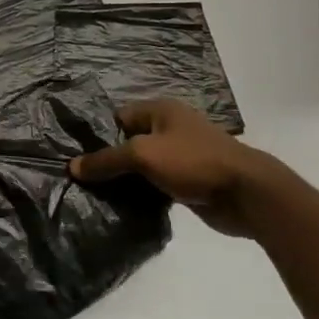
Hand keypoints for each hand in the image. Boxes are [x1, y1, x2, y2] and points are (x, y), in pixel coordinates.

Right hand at [68, 100, 295, 237]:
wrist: (246, 193)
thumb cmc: (193, 162)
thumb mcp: (143, 155)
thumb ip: (107, 160)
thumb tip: (73, 167)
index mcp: (161, 111)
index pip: (117, 118)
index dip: (96, 135)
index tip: (74, 156)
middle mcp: (170, 129)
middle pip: (128, 142)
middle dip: (107, 160)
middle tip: (81, 179)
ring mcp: (180, 156)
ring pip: (141, 166)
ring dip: (124, 181)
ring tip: (95, 196)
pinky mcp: (187, 182)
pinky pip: (155, 185)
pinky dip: (141, 194)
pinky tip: (122, 207)